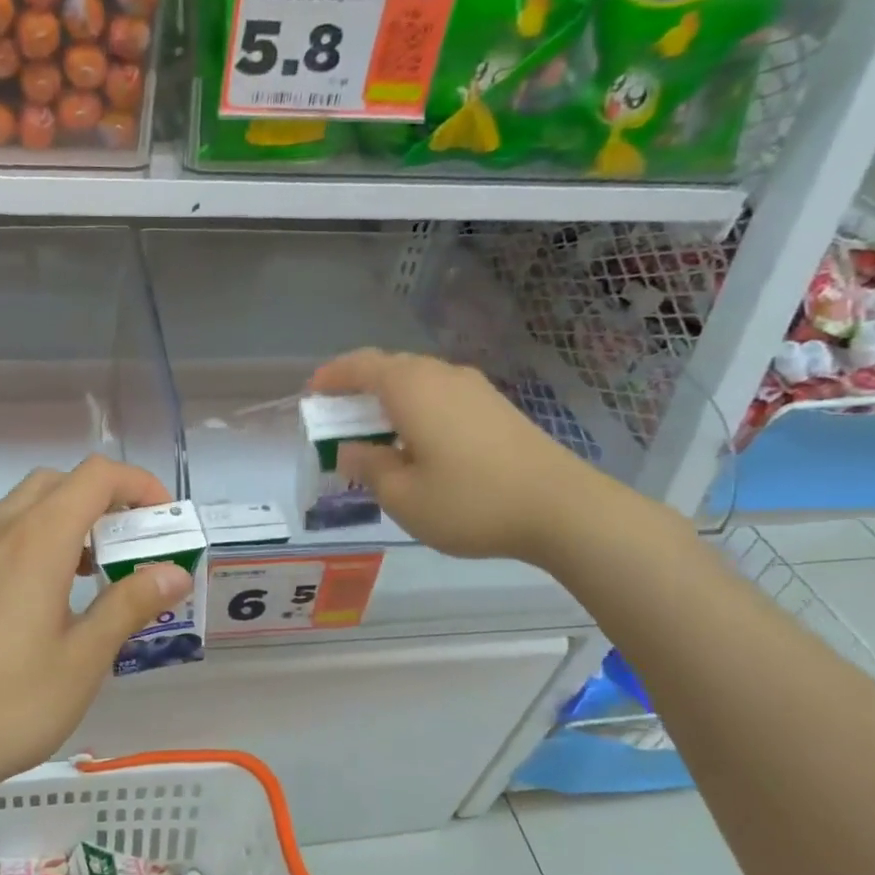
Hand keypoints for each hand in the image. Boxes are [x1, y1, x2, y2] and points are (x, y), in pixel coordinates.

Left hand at [0, 456, 192, 803]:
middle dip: (107, 499)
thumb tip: (175, 572)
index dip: (139, 486)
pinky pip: (8, 533)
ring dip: (72, 518)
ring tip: (98, 571)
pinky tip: (54, 595)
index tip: (166, 524)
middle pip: (61, 482)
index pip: (97, 477)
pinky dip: (42, 539)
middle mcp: (2, 532)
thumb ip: (130, 605)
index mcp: (37, 541)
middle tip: (134, 544)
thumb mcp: (83, 659)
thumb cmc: (9, 704)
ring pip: (30, 505)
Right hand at [307, 348, 611, 565]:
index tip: (311, 394)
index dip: (331, 377)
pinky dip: (417, 407)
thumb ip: (368, 468)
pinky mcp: (496, 407)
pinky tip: (419, 441)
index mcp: (411, 388)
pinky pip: (441, 394)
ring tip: (376, 431)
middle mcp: (442, 375)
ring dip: (389, 398)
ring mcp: (474, 388)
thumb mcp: (402, 495)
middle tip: (339, 416)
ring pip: (418, 380)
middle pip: (390, 367)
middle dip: (358, 386)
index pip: (360, 366)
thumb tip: (352, 451)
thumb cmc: (470, 501)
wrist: (562, 508)